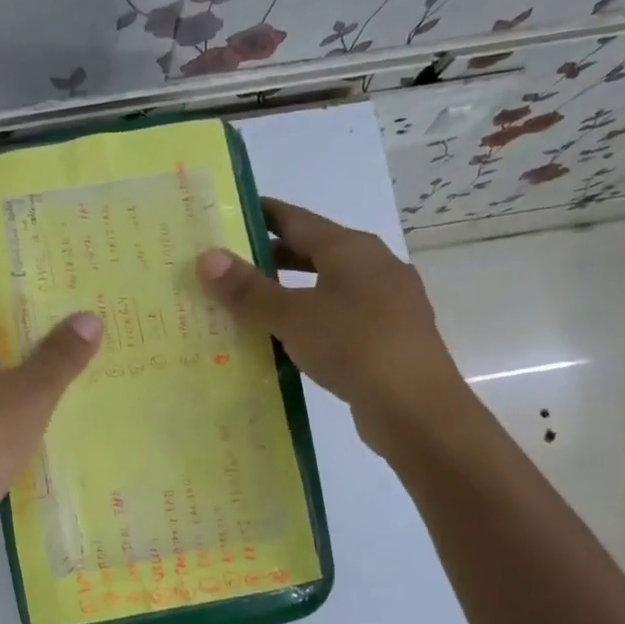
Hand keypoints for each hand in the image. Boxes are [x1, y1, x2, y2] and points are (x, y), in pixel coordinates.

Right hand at [196, 199, 462, 455]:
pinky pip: (340, 318)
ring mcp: (388, 303)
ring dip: (292, 292)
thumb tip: (207, 257)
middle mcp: (375, 267)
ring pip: (328, 287)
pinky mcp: (389, 338)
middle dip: (272, 256)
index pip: (297, 219)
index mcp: (352, 249)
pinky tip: (289, 341)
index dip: (261, 214)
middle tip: (229, 265)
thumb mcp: (293, 316)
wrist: (417, 410)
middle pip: (314, 251)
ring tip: (251, 304)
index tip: (228, 214)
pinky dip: (311, 321)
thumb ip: (249, 289)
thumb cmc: (354, 347)